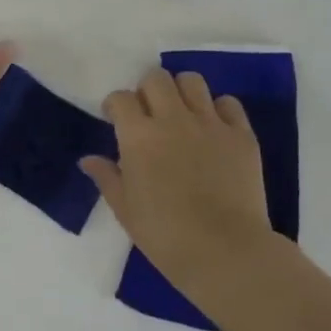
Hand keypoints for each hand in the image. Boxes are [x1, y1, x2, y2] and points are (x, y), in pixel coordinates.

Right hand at [82, 67, 274, 299]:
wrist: (225, 252)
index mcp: (139, 136)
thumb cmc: (165, 235)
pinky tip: (214, 129)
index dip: (115, 106)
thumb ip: (107, 177)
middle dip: (147, 90)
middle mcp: (173, 119)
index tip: (116, 120)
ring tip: (181, 113)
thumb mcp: (125, 210)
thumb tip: (89, 159)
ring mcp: (210, 124)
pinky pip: (229, 104)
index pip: (121, 98)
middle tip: (149, 114)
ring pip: (192, 81)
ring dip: (182, 92)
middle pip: (156, 78)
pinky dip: (219, 110)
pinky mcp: (242, 135)